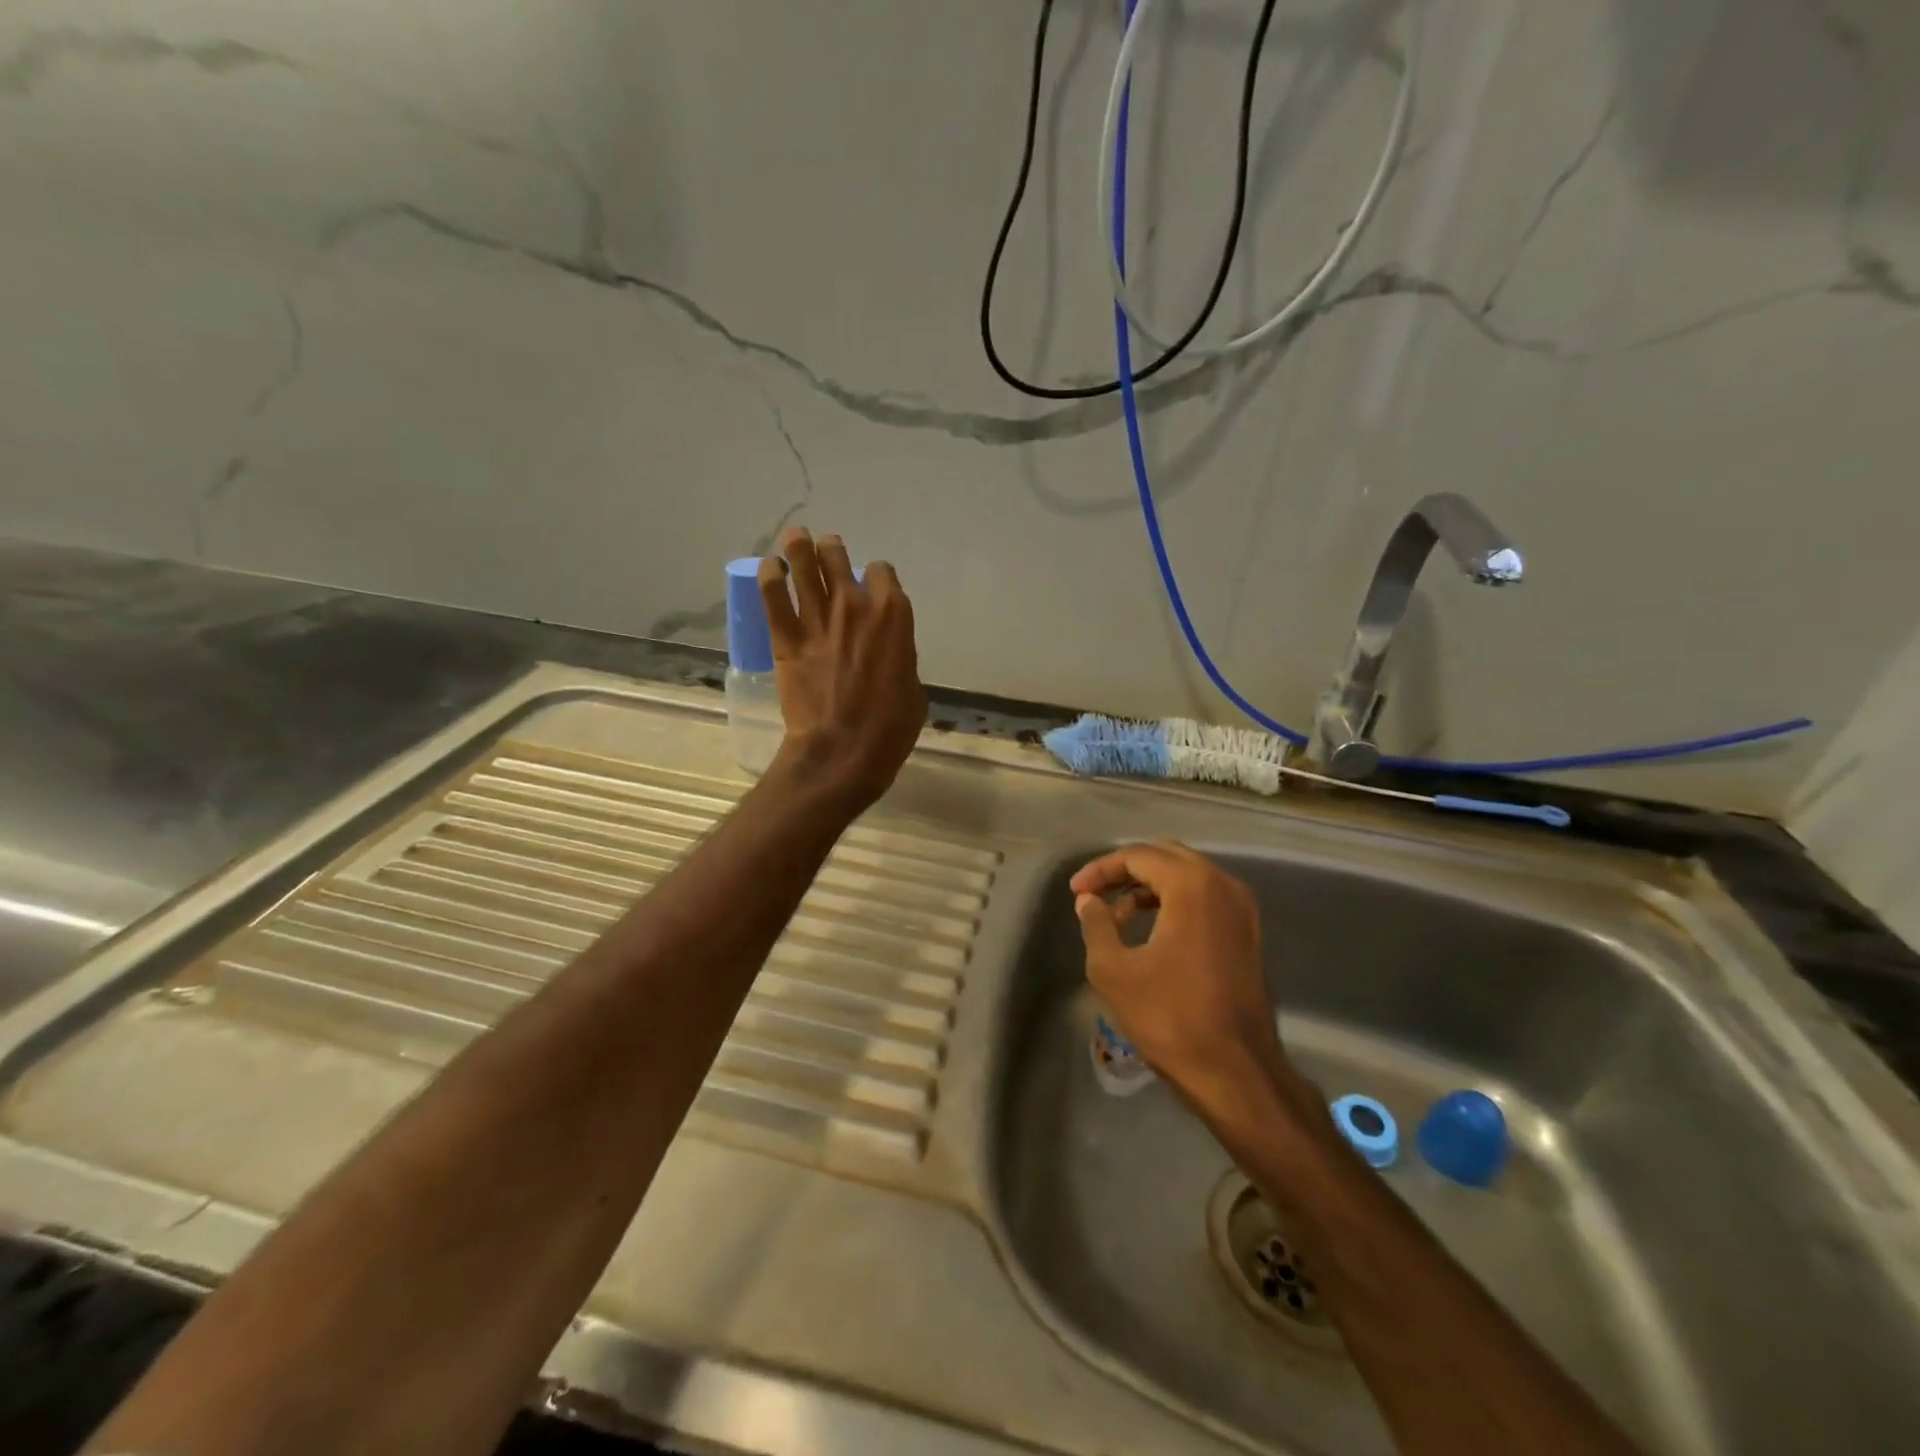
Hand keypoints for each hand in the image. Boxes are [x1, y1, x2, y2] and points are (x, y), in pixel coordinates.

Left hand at [758, 527, 925, 810]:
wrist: (843, 752)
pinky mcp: (786, 637)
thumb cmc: (889, 729)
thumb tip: (889, 655)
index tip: (871, 587)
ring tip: (794, 539)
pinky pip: (771, 594)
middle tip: (827, 553)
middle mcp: (855, 604)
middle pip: (838, 556)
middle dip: (833, 550)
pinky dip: (769, 576)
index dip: (875, 577)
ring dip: (798, 546)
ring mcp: (817, 618)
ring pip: (804, 563)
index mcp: (894, 614)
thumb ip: (900, 658)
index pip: (882, 571)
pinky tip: (769, 569)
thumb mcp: (913, 690)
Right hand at [1072, 843, 1294, 1113]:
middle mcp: (1223, 885)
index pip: (1138, 856)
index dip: (1101, 869)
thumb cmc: (1169, 1017)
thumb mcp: (1114, 970)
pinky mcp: (1248, 934)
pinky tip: (1148, 930)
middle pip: (1166, 857)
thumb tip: (1089, 900)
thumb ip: (1096, 924)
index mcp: (1193, 886)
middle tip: (1093, 893)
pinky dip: (1173, 903)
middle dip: (1125, 871)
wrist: (1236, 1071)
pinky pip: (1204, 899)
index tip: (1076, 892)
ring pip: (1187, 877)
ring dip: (1148, 888)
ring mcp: (1242, 910)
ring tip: (1115, 916)